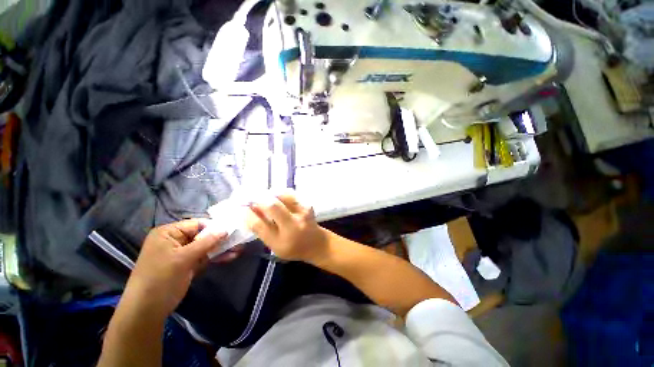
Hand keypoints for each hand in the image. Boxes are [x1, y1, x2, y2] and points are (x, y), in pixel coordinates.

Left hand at [122, 219, 235, 319]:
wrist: (147, 310)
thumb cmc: (160, 278)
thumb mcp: (183, 258)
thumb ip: (206, 242)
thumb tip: (226, 229)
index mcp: (169, 233)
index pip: (196, 224)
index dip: (215, 226)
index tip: (233, 229)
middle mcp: (176, 240)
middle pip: (203, 235)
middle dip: (221, 238)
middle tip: (239, 239)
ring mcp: (183, 253)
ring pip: (206, 247)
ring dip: (222, 248)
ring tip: (239, 248)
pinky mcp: (188, 265)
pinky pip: (205, 257)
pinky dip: (217, 257)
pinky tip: (231, 256)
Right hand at [245, 191, 328, 262]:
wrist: (316, 243)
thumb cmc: (293, 247)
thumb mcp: (274, 245)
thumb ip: (262, 230)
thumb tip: (248, 211)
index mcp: (282, 240)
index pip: (260, 224)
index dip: (248, 214)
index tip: (242, 208)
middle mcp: (293, 225)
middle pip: (272, 205)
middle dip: (258, 198)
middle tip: (250, 197)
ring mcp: (302, 212)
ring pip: (282, 195)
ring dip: (269, 193)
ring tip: (263, 196)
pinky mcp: (307, 204)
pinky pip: (290, 194)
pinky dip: (280, 193)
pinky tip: (275, 196)